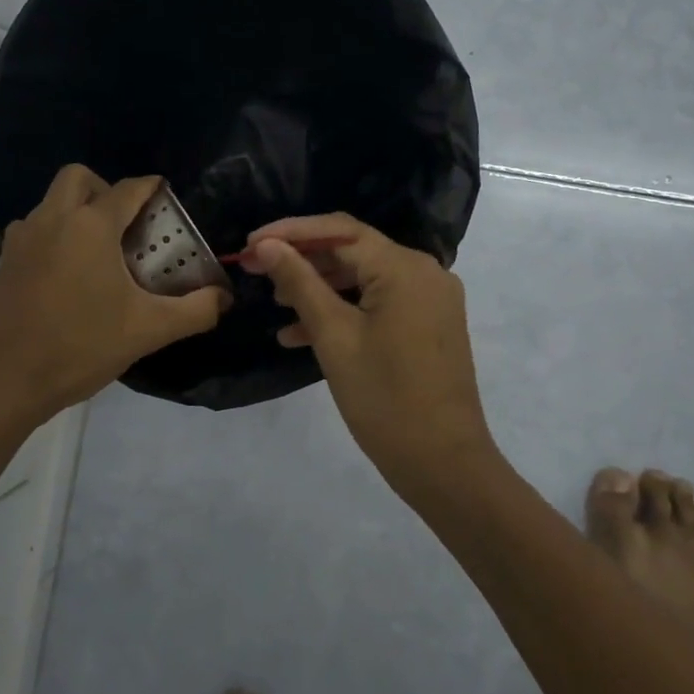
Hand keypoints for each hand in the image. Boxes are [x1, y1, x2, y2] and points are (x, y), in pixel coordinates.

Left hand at [0, 166, 227, 423]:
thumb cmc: (78, 346)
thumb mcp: (147, 330)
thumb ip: (194, 311)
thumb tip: (224, 299)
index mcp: (90, 226)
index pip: (128, 188)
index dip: (152, 188)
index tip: (166, 198)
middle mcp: (52, 220)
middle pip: (79, 178)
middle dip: (106, 189)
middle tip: (127, 226)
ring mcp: (22, 241)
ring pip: (51, 203)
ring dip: (77, 212)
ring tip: (101, 254)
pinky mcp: (3, 264)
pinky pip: (35, 232)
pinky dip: (55, 237)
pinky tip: (70, 278)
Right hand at [240, 214, 496, 494]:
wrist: (443, 462)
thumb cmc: (384, 397)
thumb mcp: (333, 336)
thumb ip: (299, 283)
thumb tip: (267, 245)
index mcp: (404, 267)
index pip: (340, 231)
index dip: (291, 232)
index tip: (250, 244)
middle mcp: (424, 272)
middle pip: (353, 252)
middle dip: (302, 261)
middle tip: (256, 271)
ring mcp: (430, 300)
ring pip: (364, 280)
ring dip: (320, 288)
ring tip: (276, 304)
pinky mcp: (429, 325)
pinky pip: (379, 304)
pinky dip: (344, 313)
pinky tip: (300, 334)